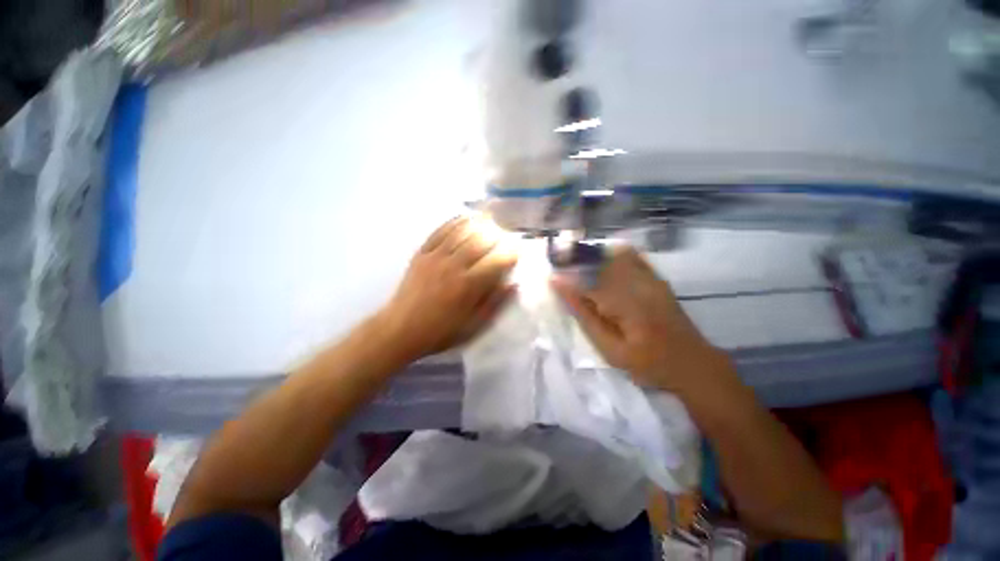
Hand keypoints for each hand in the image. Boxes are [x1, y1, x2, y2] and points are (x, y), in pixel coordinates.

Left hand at [378, 216, 516, 360]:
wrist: (400, 330)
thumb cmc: (441, 331)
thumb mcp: (473, 325)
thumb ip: (495, 303)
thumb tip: (513, 284)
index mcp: (469, 285)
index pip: (496, 261)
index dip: (510, 253)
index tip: (517, 250)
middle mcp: (454, 266)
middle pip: (480, 241)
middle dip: (496, 234)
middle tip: (505, 234)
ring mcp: (435, 257)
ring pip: (461, 232)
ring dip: (478, 223)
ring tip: (489, 219)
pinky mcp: (421, 254)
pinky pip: (439, 232)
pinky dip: (454, 222)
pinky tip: (463, 218)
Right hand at [551, 246, 725, 393]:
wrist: (693, 364)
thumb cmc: (649, 364)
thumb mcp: (611, 349)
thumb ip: (585, 316)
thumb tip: (562, 289)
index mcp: (628, 304)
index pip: (589, 281)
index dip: (568, 277)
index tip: (550, 277)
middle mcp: (641, 283)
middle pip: (600, 262)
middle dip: (576, 262)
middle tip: (559, 268)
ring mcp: (651, 277)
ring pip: (612, 256)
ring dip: (590, 259)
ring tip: (574, 266)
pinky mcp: (656, 278)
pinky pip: (629, 256)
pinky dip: (609, 257)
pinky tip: (598, 264)